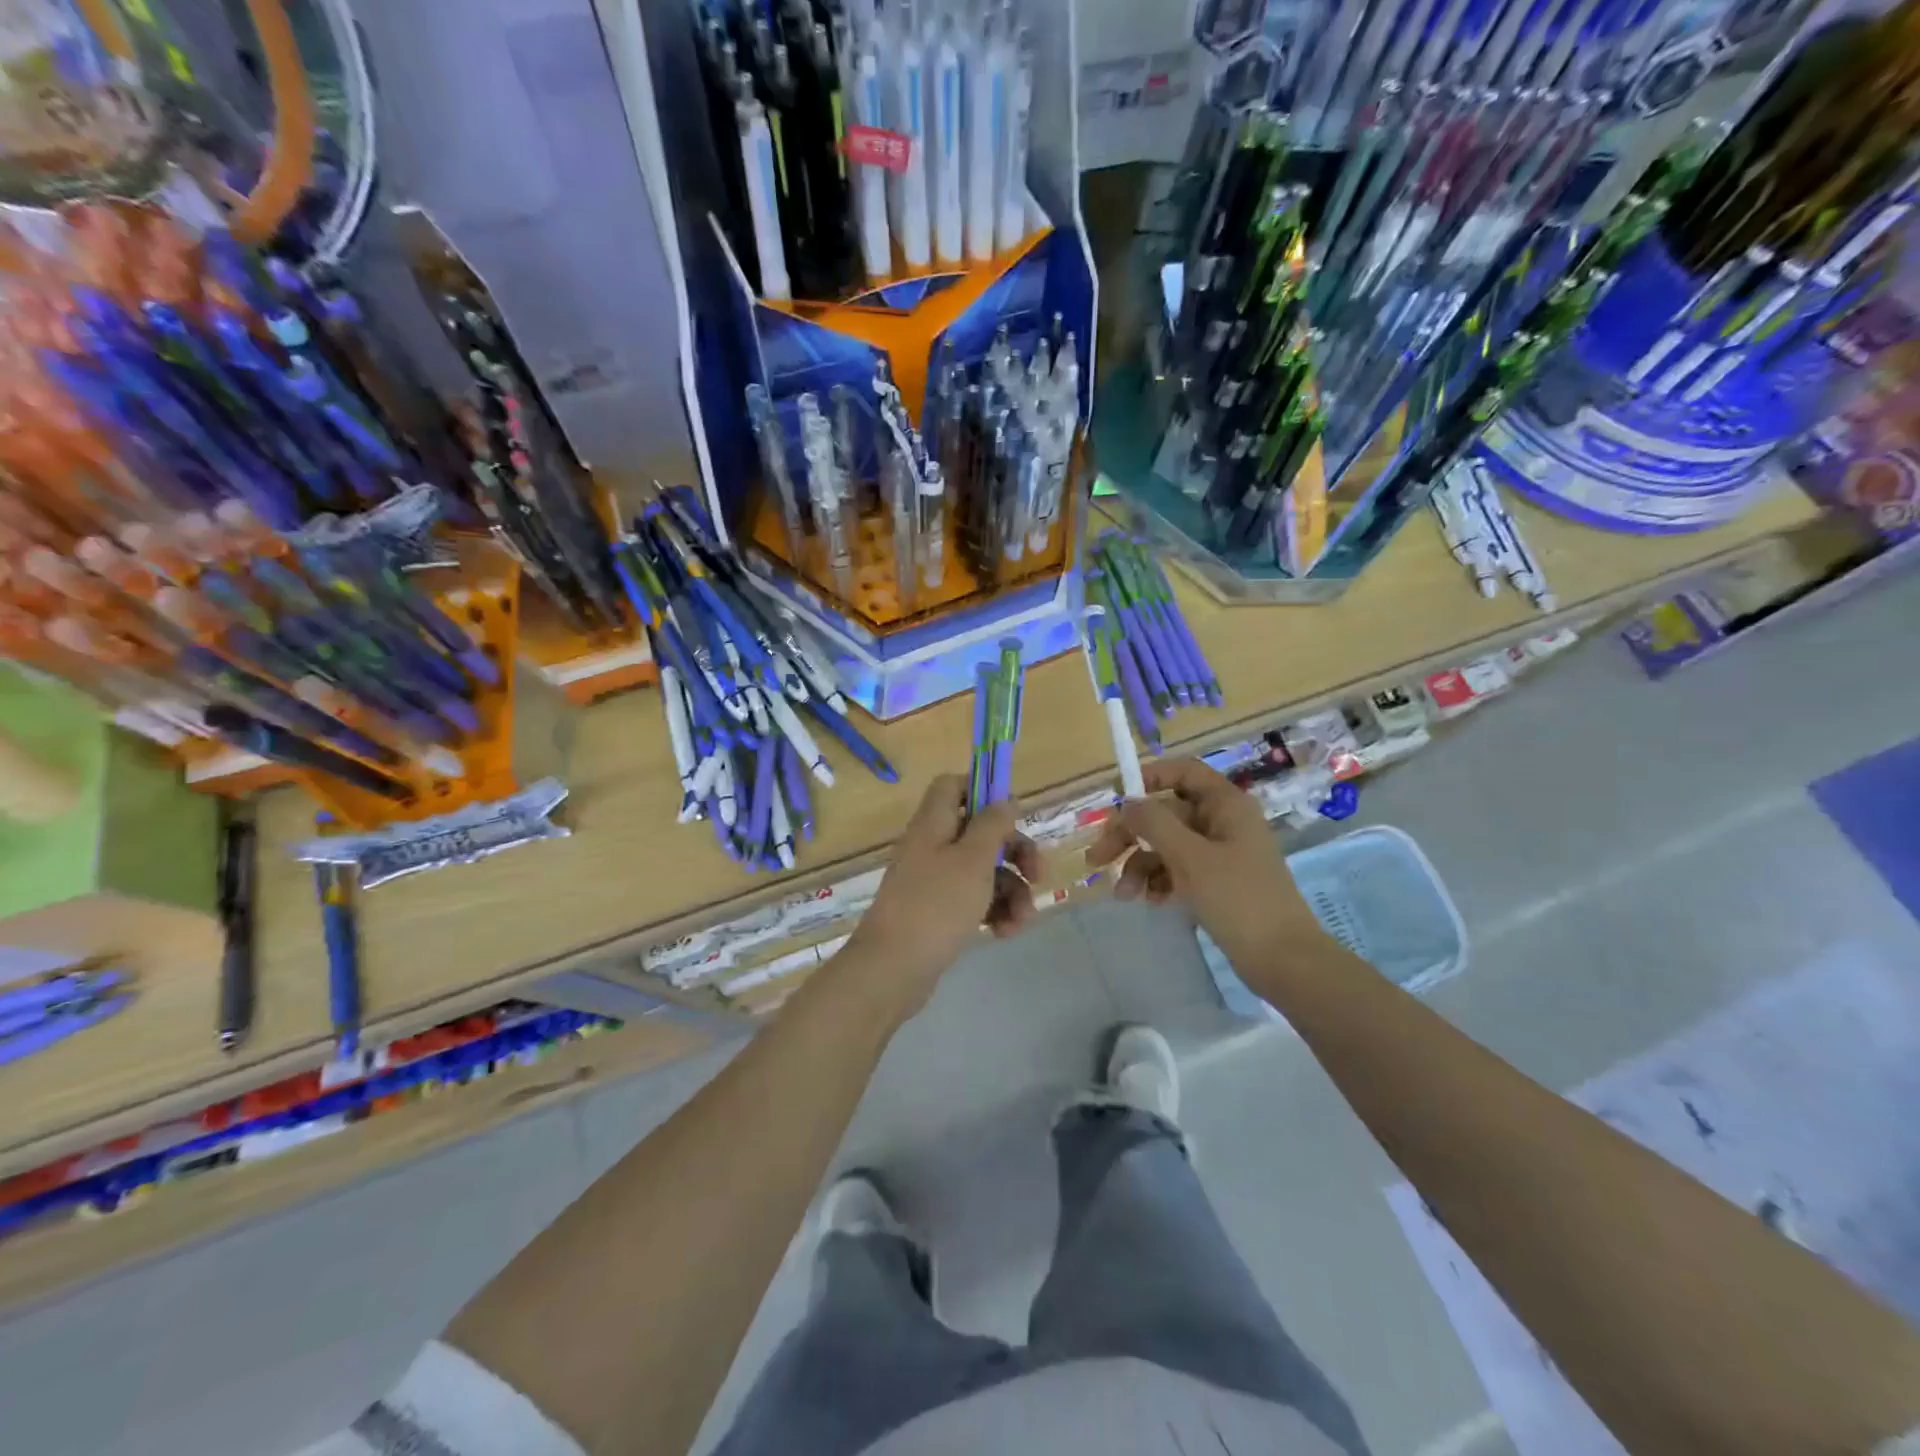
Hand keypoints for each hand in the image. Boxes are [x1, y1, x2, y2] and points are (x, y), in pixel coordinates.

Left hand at [844, 774, 1038, 1018]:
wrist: (893, 969)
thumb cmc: (936, 905)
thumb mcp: (973, 859)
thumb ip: (992, 825)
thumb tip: (1004, 799)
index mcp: (933, 824)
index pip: (952, 786)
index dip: (983, 790)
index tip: (1013, 813)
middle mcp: (931, 847)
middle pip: (979, 832)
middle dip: (1015, 853)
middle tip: (1038, 875)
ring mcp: (933, 881)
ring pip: (983, 871)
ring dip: (1011, 891)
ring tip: (1022, 919)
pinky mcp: (937, 913)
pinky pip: (973, 900)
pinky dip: (994, 911)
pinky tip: (1006, 932)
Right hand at [1087, 757, 1328, 968]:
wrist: (1283, 960)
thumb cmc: (1238, 899)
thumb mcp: (1190, 857)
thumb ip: (1154, 823)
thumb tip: (1126, 801)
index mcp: (1225, 805)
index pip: (1183, 772)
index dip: (1148, 778)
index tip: (1115, 798)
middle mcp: (1223, 822)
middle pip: (1166, 813)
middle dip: (1131, 834)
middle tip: (1098, 858)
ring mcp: (1221, 854)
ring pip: (1168, 844)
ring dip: (1140, 864)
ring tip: (1124, 894)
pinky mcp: (1218, 882)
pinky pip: (1179, 869)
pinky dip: (1160, 881)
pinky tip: (1149, 901)